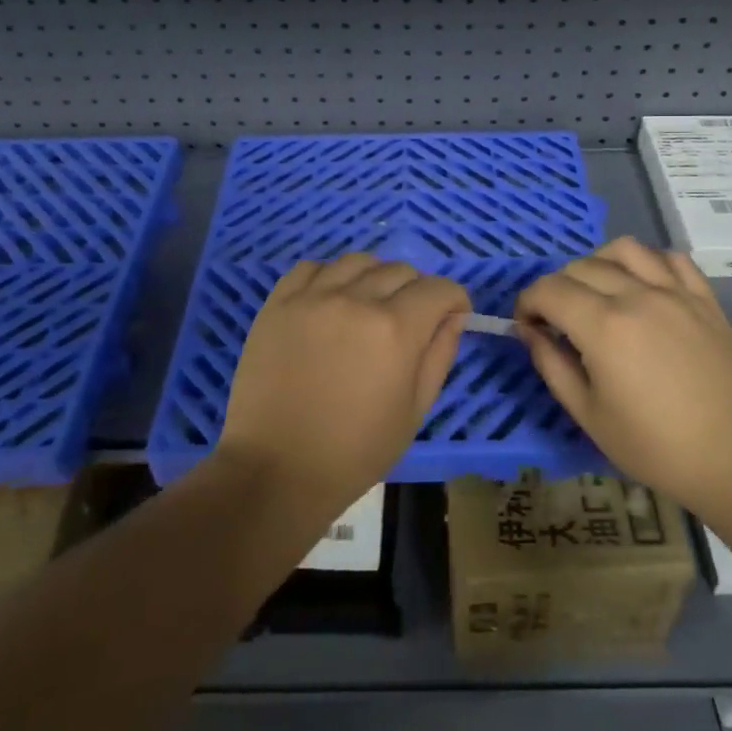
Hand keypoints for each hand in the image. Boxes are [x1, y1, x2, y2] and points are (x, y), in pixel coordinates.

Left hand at [214, 254, 469, 520]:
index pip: (438, 288)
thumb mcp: (414, 411)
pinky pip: (312, 267)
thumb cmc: (354, 452)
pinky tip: (331, 300)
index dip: (454, 300)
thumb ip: (439, 355)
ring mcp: (313, 296)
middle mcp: (356, 299)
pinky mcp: (279, 302)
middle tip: (411, 319)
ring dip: (375, 277)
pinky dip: (330, 276)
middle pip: (401, 270)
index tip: (453, 315)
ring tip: (370, 304)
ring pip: (358, 261)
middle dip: (418, 290)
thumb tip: (453, 316)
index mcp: (395, 329)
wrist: (276, 469)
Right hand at [515, 237, 731, 514]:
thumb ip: (552, 366)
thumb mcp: (590, 416)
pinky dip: (649, 262)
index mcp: (603, 327)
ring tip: (598, 293)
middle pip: (580, 266)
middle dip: (556, 288)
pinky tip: (644, 287)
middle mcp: (637, 296)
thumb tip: (530, 331)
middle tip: (558, 321)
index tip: (527, 327)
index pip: (548, 289)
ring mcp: (676, 292)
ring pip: (624, 249)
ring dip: (598, 263)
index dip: (527, 303)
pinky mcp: (706, 299)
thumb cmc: (657, 449)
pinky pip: (671, 258)